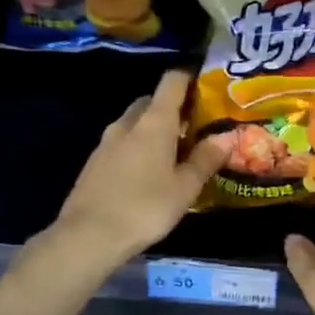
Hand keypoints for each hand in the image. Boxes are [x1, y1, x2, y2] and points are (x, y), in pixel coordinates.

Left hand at [52, 70, 230, 268]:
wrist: (88, 235)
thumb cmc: (146, 207)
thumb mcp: (185, 187)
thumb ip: (206, 159)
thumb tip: (226, 136)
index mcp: (154, 121)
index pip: (172, 82)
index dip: (189, 78)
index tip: (206, 87)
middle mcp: (127, 123)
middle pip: (151, 101)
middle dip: (171, 108)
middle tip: (193, 128)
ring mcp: (106, 142)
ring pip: (134, 123)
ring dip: (153, 129)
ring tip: (174, 152)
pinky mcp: (94, 162)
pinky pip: (121, 143)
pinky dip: (137, 147)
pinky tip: (147, 172)